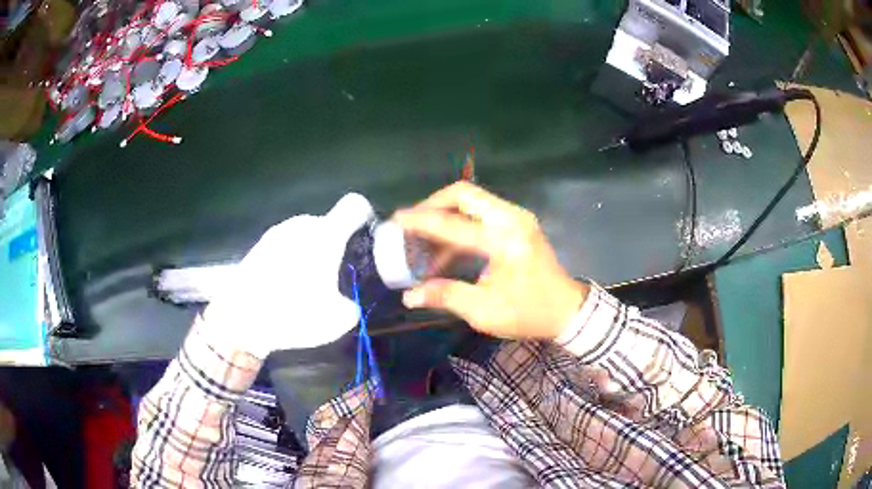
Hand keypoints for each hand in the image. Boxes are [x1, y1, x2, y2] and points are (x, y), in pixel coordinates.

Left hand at [202, 193, 373, 357]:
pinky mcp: (260, 245)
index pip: (354, 205)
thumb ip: (351, 306)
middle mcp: (302, 225)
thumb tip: (349, 304)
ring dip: (311, 252)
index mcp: (326, 235)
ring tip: (306, 284)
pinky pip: (286, 245)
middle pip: (328, 224)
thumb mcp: (336, 321)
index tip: (365, 239)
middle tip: (333, 276)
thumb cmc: (292, 312)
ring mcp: (278, 233)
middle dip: (335, 245)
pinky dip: (291, 259)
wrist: (240, 317)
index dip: (364, 217)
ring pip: (306, 235)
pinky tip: (284, 286)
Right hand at [395, 182, 587, 340]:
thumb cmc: (528, 313)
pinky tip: (448, 248)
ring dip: (446, 215)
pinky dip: (461, 223)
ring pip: (472, 200)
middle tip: (413, 225)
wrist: (566, 310)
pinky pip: (482, 211)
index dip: (420, 222)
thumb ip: (445, 296)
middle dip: (433, 205)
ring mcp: (517, 217)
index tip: (395, 220)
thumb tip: (409, 295)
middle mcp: (511, 219)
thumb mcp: (484, 311)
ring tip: (425, 242)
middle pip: (463, 194)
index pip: (452, 224)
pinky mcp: (518, 222)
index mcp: (504, 241)